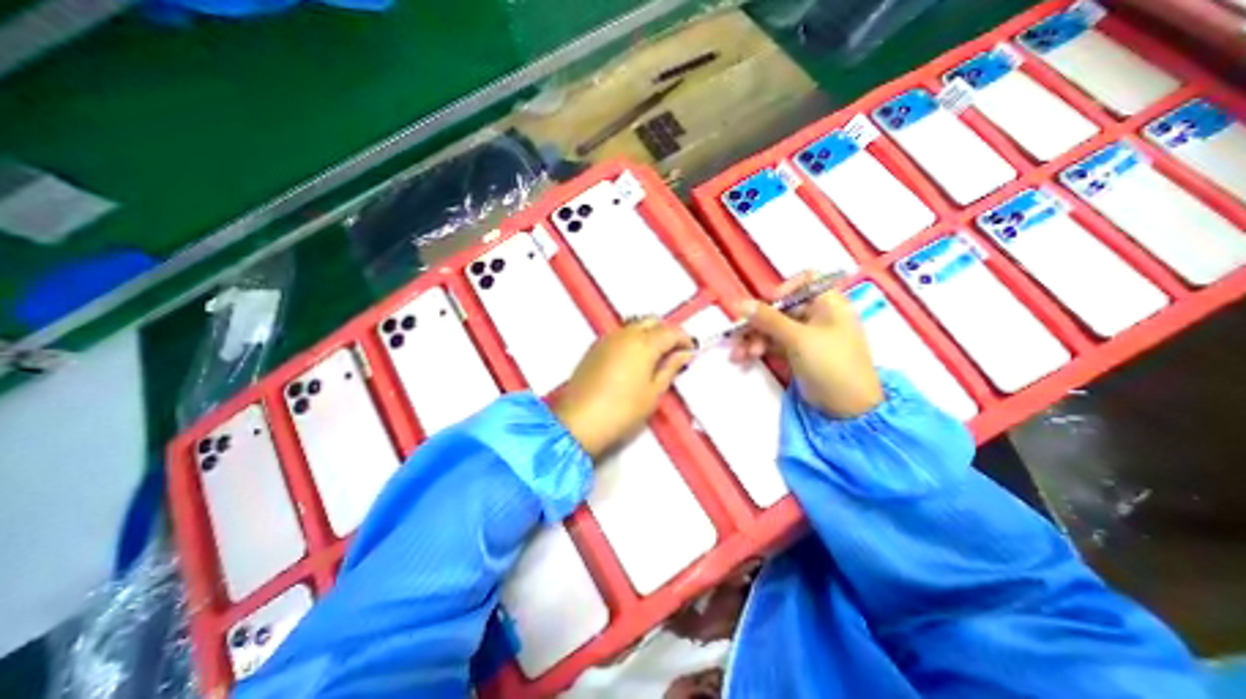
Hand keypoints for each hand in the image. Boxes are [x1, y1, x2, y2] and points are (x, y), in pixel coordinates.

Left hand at [551, 318, 697, 457]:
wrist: (579, 421)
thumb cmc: (622, 410)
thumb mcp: (653, 392)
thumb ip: (670, 368)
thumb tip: (684, 354)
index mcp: (643, 343)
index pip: (670, 331)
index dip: (684, 339)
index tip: (691, 351)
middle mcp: (625, 334)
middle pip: (651, 321)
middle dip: (666, 332)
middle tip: (674, 351)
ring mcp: (607, 339)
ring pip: (634, 325)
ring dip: (648, 334)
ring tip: (654, 356)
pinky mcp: (594, 348)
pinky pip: (619, 334)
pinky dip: (632, 339)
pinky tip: (634, 358)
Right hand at [732, 269, 884, 414]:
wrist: (847, 407)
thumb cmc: (831, 364)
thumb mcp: (798, 338)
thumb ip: (768, 319)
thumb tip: (740, 303)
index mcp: (828, 304)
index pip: (805, 281)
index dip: (785, 289)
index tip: (768, 303)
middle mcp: (816, 316)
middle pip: (780, 308)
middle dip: (757, 322)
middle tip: (738, 335)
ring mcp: (805, 336)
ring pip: (772, 328)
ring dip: (753, 338)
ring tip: (738, 354)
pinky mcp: (796, 353)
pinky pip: (772, 344)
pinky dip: (758, 349)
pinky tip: (742, 358)